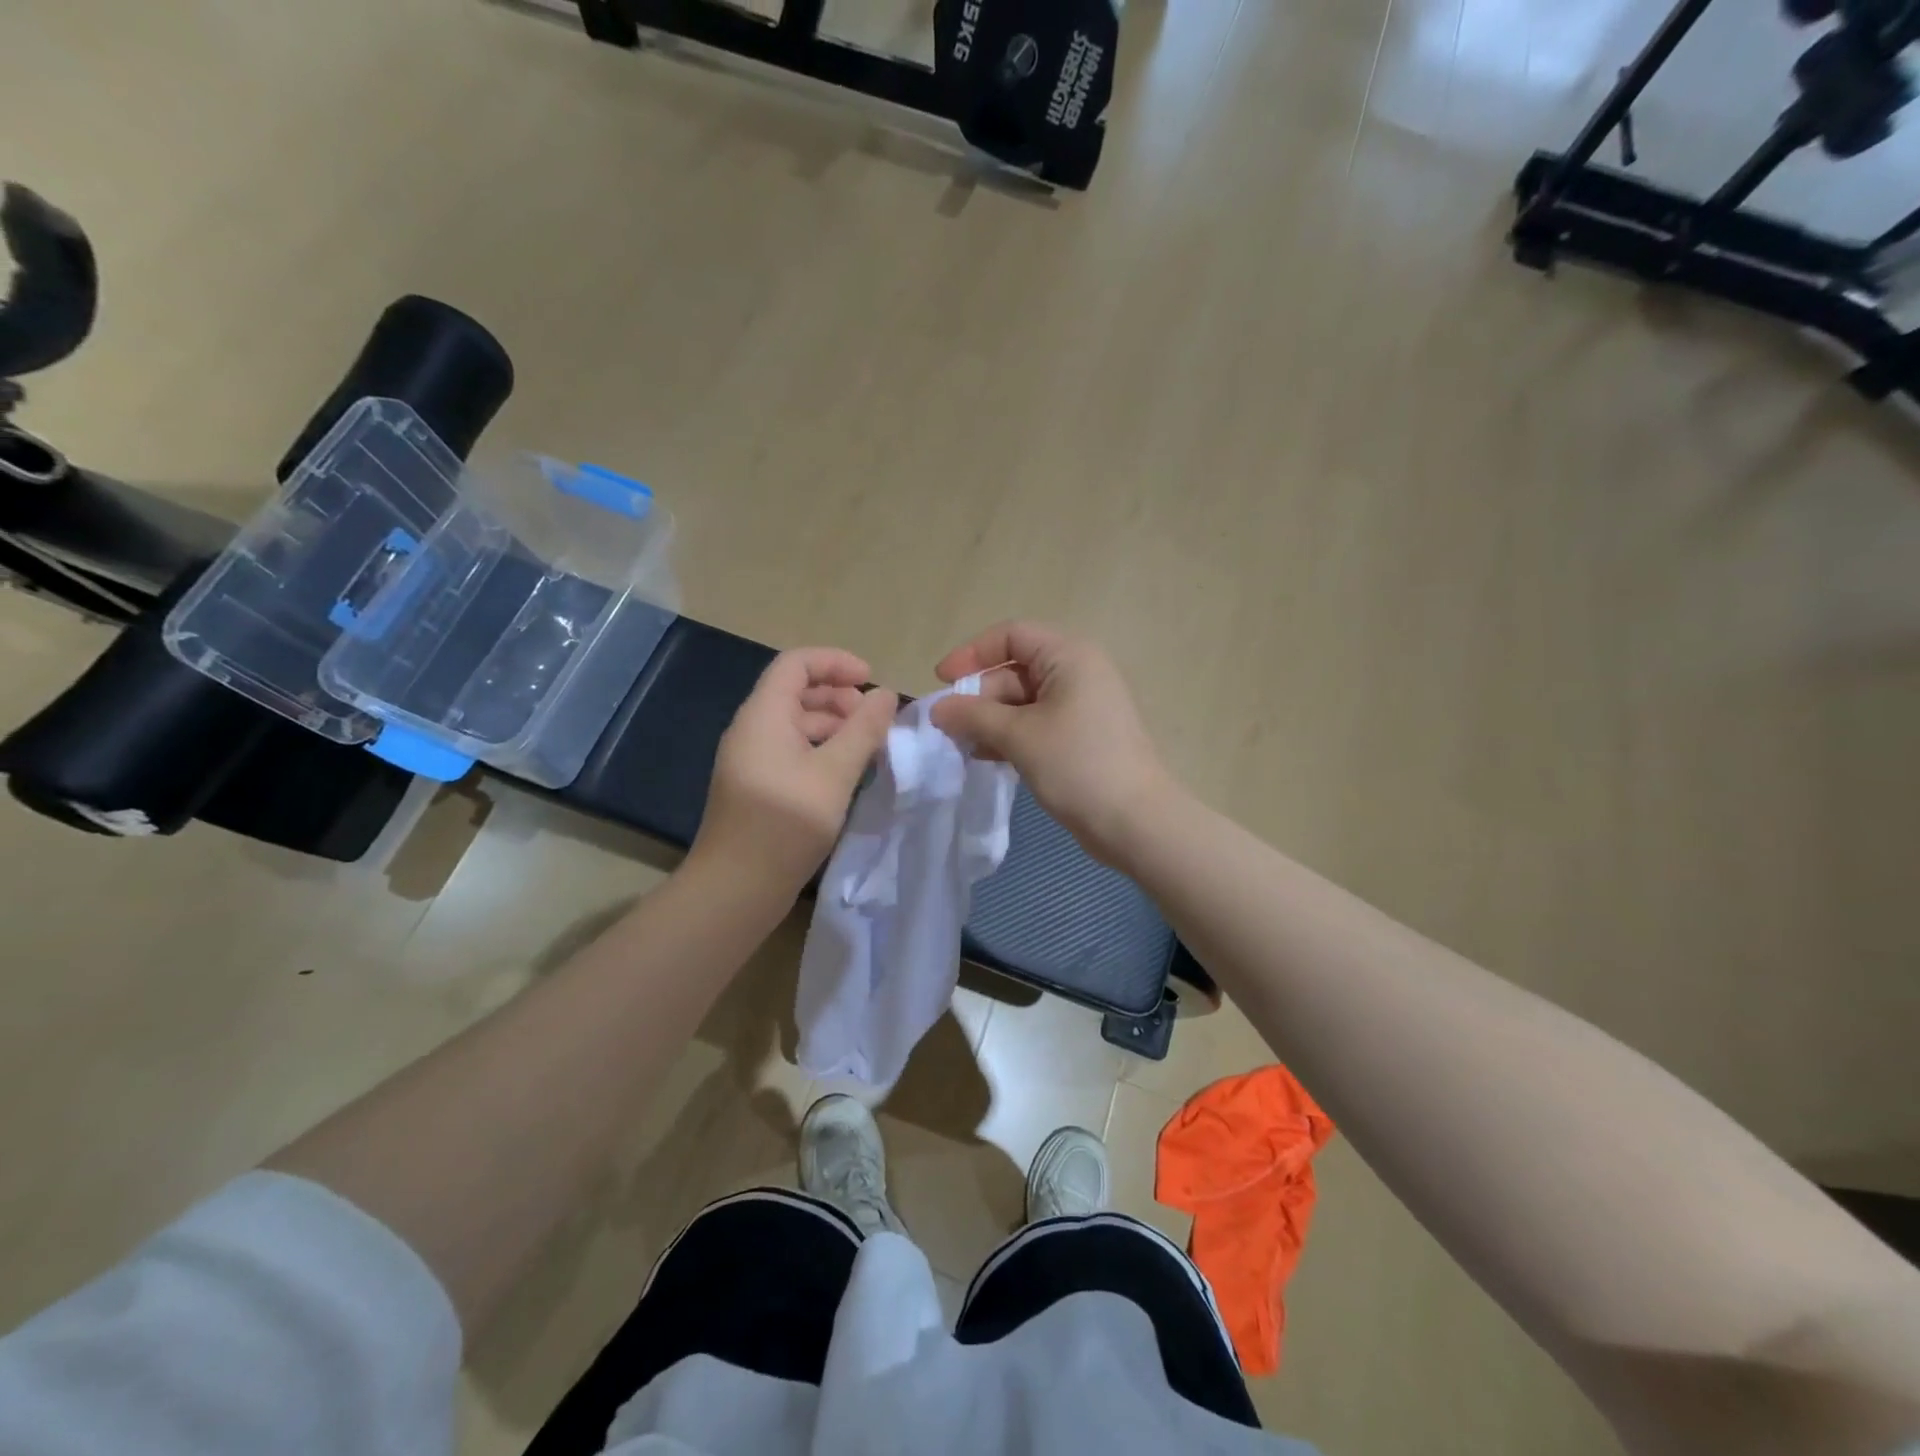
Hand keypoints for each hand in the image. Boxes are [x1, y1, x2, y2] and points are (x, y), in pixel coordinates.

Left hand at [690, 648, 897, 896]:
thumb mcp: (835, 772)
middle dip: (839, 696)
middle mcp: (753, 729)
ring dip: (834, 725)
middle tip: (874, 720)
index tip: (871, 682)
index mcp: (764, 715)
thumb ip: (864, 730)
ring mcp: (753, 759)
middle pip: (796, 691)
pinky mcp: (758, 785)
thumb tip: (885, 695)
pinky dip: (822, 749)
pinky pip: (792, 750)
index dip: (835, 662)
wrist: (736, 887)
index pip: (796, 663)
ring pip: (796, 723)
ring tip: (868, 747)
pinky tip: (846, 773)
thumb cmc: (786, 822)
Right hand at [930, 621, 1174, 868]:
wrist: (1135, 822)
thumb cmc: (1078, 765)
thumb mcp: (1019, 735)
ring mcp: (1081, 707)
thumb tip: (938, 708)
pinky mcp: (1080, 738)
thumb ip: (973, 716)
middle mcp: (1077, 673)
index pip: (1012, 635)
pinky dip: (1009, 736)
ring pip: (1022, 701)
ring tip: (960, 745)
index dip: (972, 653)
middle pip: (1015, 670)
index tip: (942, 681)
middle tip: (949, 727)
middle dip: (979, 696)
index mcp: (1069, 656)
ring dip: (989, 720)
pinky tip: (984, 757)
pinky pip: (1035, 725)